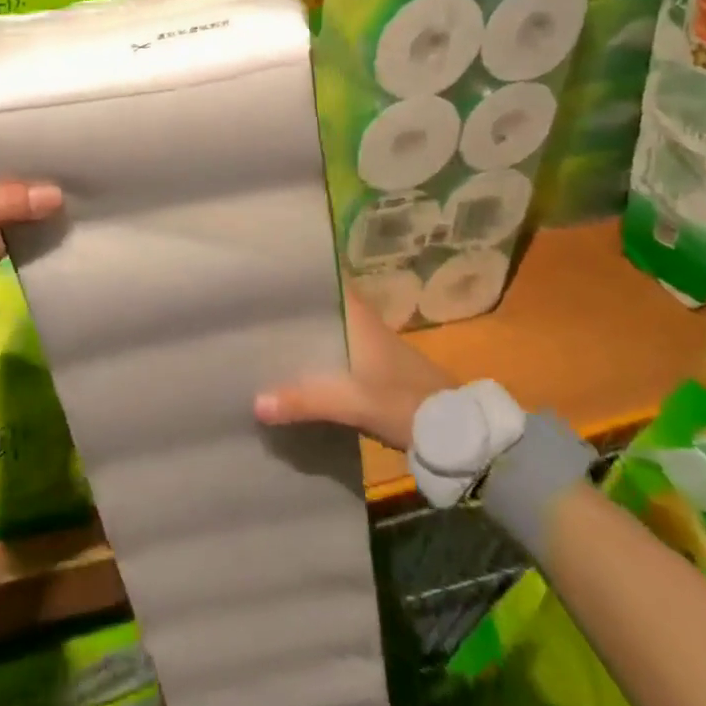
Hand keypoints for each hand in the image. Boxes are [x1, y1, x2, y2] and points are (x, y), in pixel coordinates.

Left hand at [0, 94, 61, 347]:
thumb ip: (8, 203)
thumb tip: (57, 194)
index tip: (5, 81)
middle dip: (12, 137)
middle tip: (55, 117)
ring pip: (4, 187)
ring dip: (28, 178)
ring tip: (69, 154)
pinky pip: (14, 223)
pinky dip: (34, 217)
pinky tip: (64, 204)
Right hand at [254, 292, 453, 450]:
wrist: (455, 431)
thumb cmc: (403, 400)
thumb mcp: (351, 402)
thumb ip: (304, 400)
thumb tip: (254, 402)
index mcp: (357, 314)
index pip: (323, 279)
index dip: (295, 274)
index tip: (262, 273)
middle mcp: (361, 320)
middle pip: (318, 306)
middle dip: (289, 309)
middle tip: (250, 309)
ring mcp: (369, 344)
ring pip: (326, 329)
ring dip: (302, 334)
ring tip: (262, 337)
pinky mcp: (373, 367)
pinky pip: (334, 351)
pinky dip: (315, 356)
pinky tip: (294, 369)